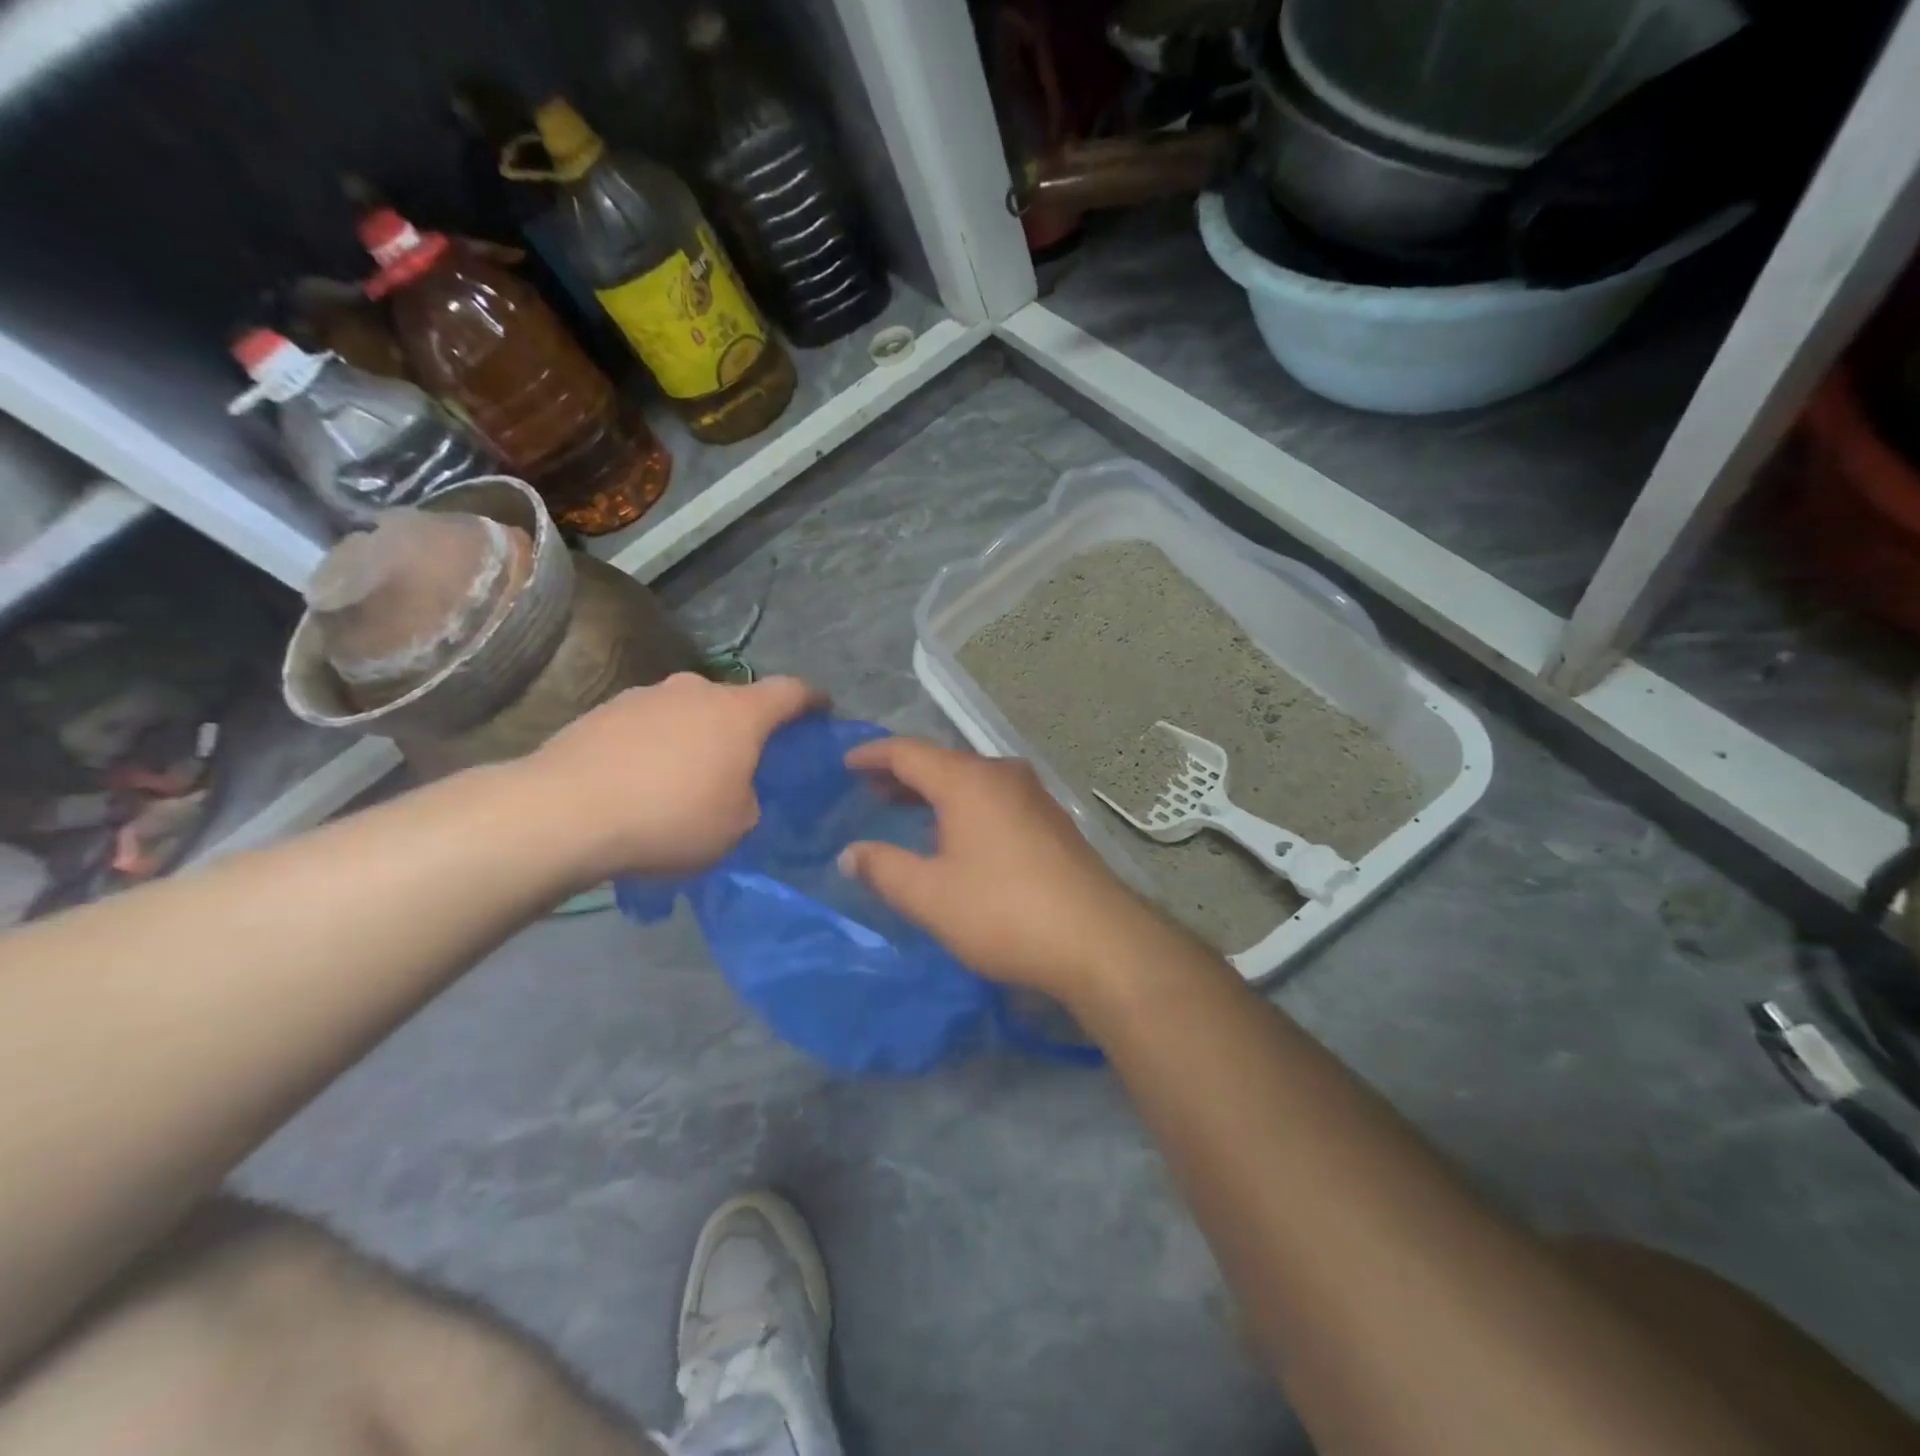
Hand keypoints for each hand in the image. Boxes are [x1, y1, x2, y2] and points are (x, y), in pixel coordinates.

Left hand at [523, 673, 819, 879]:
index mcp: (738, 713)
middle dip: (745, 727)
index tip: (822, 710)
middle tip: (743, 762)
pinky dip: (655, 746)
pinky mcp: (604, 711)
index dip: (812, 700)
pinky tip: (641, 782)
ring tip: (683, 777)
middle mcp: (695, 690)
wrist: (564, 812)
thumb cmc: (670, 818)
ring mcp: (645, 696)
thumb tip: (734, 789)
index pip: (790, 692)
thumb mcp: (735, 826)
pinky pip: (647, 725)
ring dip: (696, 736)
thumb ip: (748, 799)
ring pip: (688, 711)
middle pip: (734, 702)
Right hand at [839, 737, 1179, 1004]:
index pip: (908, 752)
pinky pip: (996, 798)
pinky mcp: (1053, 820)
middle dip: (904, 774)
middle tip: (870, 789)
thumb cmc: (1002, 911)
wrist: (1097, 939)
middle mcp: (1003, 775)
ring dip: (936, 791)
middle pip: (943, 762)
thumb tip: (850, 854)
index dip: (873, 755)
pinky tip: (958, 835)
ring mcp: (1034, 796)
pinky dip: (965, 805)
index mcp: (968, 781)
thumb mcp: (930, 895)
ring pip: (972, 780)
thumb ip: (884, 868)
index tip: (846, 764)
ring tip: (907, 810)